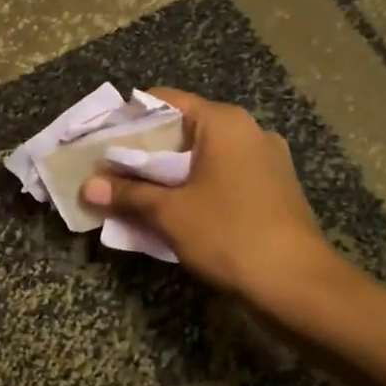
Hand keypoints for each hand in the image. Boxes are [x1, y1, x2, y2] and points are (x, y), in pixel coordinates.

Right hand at [80, 89, 338, 302]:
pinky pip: (222, 178)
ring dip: (168, 175)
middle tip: (109, 171)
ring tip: (134, 195)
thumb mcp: (170, 213)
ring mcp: (266, 161)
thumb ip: (127, 194)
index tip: (101, 139)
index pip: (166, 101)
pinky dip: (195, 189)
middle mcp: (249, 131)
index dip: (130, 118)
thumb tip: (87, 187)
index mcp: (224, 123)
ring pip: (203, 157)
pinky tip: (174, 212)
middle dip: (145, 153)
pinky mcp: (273, 189)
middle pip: (184, 130)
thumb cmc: (229, 234)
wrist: (298, 284)